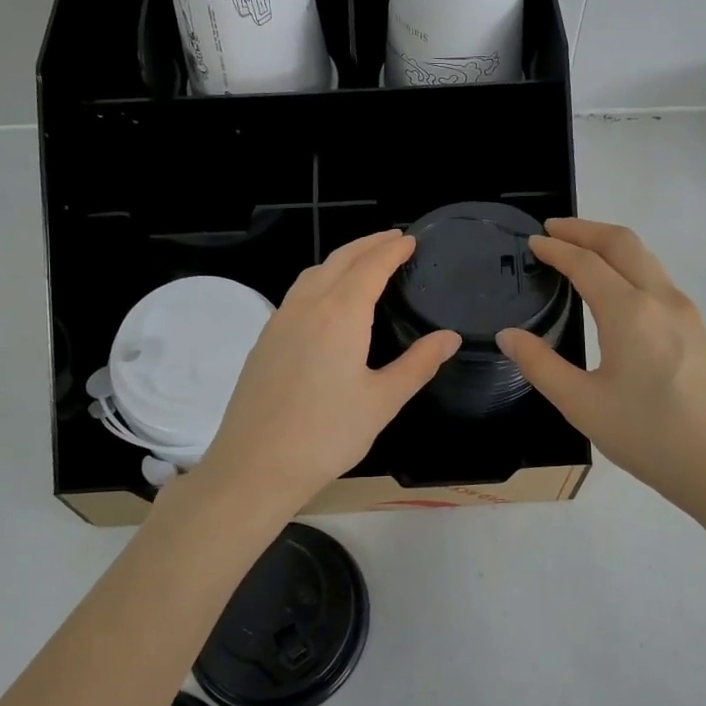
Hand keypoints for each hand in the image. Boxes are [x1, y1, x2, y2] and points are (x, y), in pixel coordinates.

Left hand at [194, 231, 459, 517]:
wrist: (255, 466)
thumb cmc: (328, 435)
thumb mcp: (383, 401)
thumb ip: (418, 364)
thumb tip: (450, 337)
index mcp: (340, 314)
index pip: (370, 267)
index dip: (392, 250)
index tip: (410, 240)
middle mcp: (307, 307)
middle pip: (339, 260)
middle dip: (368, 244)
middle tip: (393, 239)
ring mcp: (279, 322)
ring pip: (313, 274)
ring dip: (341, 259)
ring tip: (363, 262)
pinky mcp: (264, 341)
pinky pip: (296, 294)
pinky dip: (319, 280)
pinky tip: (327, 302)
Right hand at [496, 218, 705, 516]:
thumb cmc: (649, 436)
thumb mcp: (582, 404)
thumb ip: (540, 365)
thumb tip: (508, 336)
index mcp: (629, 312)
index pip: (586, 263)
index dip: (556, 249)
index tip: (532, 243)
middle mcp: (661, 299)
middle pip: (622, 243)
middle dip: (585, 229)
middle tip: (554, 230)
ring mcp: (686, 313)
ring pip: (646, 258)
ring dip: (610, 245)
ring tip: (580, 252)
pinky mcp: (699, 330)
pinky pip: (658, 280)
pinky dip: (630, 267)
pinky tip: (616, 291)